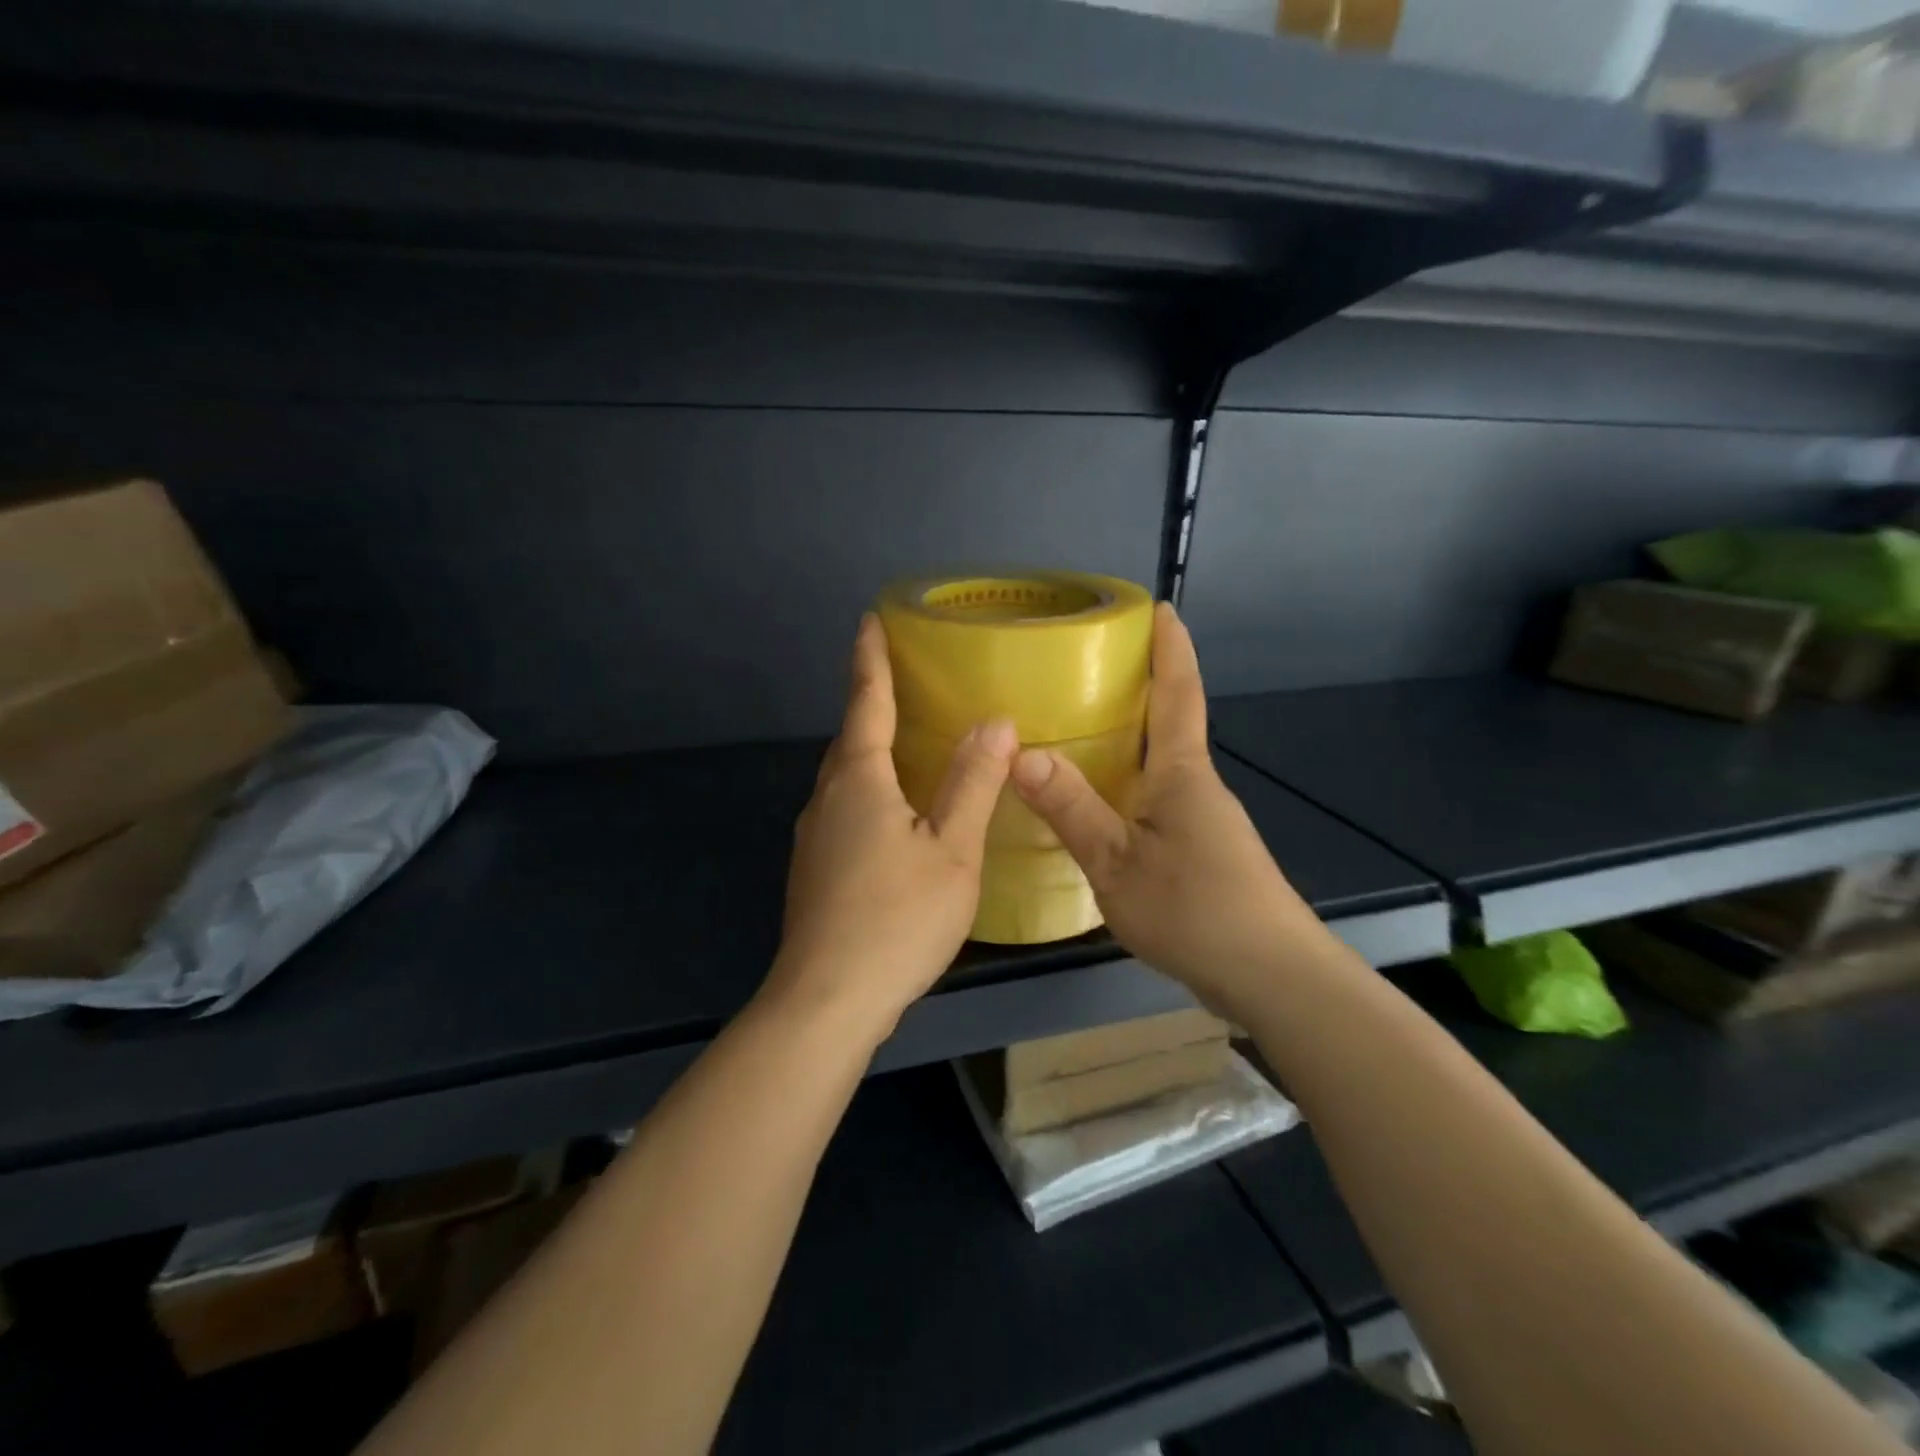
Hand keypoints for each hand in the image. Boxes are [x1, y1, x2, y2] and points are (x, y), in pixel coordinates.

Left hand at [769, 613, 1015, 1039]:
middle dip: (871, 703)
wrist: (827, 1000)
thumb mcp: (951, 851)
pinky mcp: (813, 869)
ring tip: (904, 742)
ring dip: (869, 750)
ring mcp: (813, 836)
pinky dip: (867, 790)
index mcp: (859, 781)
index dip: (870, 659)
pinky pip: (843, 808)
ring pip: (844, 777)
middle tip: (902, 679)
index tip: (869, 619)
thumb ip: (973, 784)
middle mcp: (827, 798)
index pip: (866, 702)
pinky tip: (892, 814)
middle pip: (850, 738)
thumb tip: (996, 721)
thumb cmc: (897, 920)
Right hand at [1010, 603, 1336, 1019]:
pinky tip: (1100, 804)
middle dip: (1141, 686)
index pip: (1178, 693)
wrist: (1272, 978)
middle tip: (1090, 666)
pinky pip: (1159, 798)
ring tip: (1080, 729)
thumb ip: (1072, 808)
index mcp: (1181, 773)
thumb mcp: (1116, 863)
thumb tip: (1022, 752)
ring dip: (1131, 739)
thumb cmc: (1195, 910)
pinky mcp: (1203, 851)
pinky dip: (1130, 783)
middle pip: (1169, 723)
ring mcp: (1204, 820)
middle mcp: (1197, 786)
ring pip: (1161, 765)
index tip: (1161, 607)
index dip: (1170, 648)